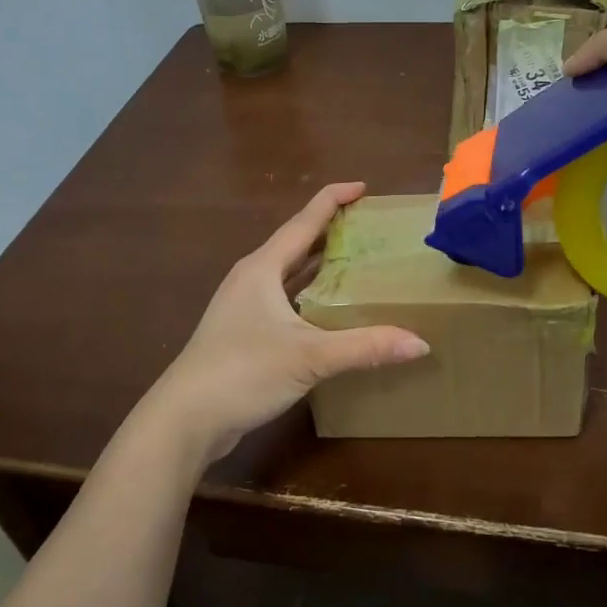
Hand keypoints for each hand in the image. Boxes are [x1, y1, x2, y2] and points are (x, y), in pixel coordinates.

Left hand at [140, 183, 428, 464]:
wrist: (185, 419)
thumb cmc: (243, 372)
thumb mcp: (310, 357)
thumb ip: (365, 347)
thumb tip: (421, 343)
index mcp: (262, 268)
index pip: (304, 221)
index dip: (333, 200)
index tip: (364, 187)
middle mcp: (251, 279)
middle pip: (295, 243)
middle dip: (330, 231)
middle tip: (369, 226)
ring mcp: (243, 307)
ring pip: (288, 274)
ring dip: (318, 264)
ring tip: (356, 260)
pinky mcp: (243, 333)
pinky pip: (284, 300)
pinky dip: (309, 295)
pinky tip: (329, 309)